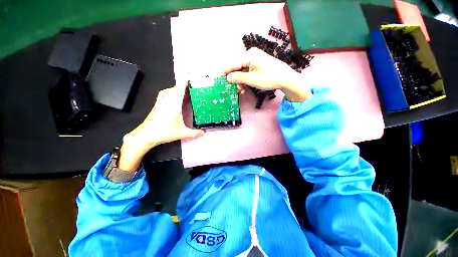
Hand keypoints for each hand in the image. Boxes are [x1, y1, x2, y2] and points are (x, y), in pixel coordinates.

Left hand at [118, 84, 203, 171]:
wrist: (146, 135)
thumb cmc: (162, 132)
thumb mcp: (181, 133)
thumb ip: (193, 133)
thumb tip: (203, 132)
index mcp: (174, 106)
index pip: (179, 91)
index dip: (184, 84)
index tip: (190, 80)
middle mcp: (167, 102)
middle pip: (174, 89)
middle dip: (182, 86)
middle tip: (190, 87)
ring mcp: (161, 103)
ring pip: (168, 91)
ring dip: (175, 88)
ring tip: (182, 90)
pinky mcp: (157, 106)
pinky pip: (163, 95)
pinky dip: (168, 92)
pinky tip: (170, 95)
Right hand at [223, 47, 311, 101]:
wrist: (286, 78)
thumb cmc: (270, 78)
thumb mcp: (252, 79)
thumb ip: (238, 77)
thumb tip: (227, 77)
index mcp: (249, 56)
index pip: (232, 64)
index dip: (224, 72)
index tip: (218, 78)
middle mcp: (250, 55)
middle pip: (237, 67)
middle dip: (234, 79)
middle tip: (234, 89)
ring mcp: (255, 60)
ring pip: (242, 71)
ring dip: (240, 81)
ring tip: (241, 90)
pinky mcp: (257, 64)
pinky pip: (247, 72)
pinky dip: (245, 79)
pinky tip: (245, 87)